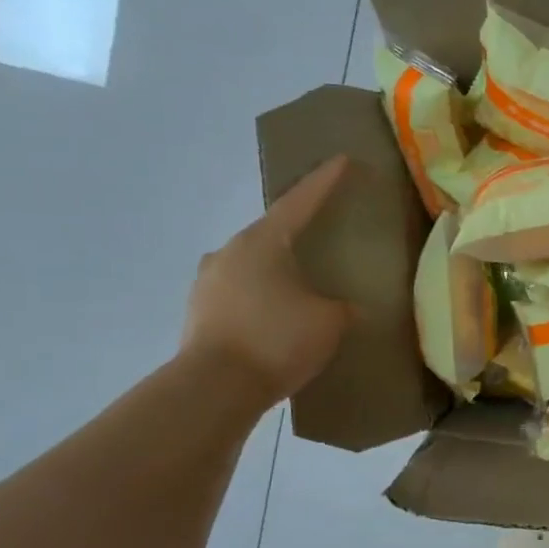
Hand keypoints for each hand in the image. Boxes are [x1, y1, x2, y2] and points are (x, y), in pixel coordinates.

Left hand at [182, 156, 352, 407]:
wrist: (214, 387)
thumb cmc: (277, 340)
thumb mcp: (329, 322)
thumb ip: (344, 308)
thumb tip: (349, 308)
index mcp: (263, 242)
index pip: (301, 202)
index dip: (325, 181)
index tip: (342, 160)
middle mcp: (229, 252)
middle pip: (271, 233)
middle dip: (297, 233)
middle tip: (321, 237)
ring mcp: (208, 281)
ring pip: (251, 265)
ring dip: (275, 270)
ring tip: (298, 286)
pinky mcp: (199, 312)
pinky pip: (238, 294)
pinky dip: (259, 298)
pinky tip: (274, 317)